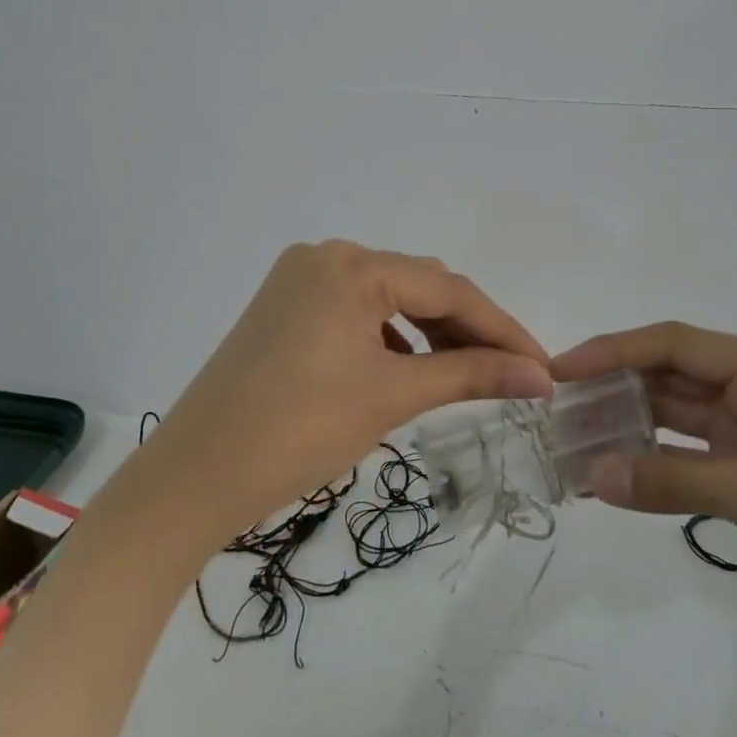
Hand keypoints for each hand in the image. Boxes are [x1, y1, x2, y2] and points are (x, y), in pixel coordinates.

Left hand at [148, 241, 553, 538]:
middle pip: (418, 287)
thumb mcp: (391, 396)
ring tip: (465, 374)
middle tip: (511, 374)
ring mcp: (299, 281)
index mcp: (351, 265)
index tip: (543, 368)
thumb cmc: (297, 431)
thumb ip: (470, 375)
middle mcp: (325, 257)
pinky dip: (391, 338)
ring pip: (388, 299)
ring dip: (430, 333)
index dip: (502, 328)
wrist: (193, 478)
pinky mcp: (285, 308)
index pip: (447, 289)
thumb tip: (538, 376)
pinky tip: (408, 368)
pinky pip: (356, 312)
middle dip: (467, 329)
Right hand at [553, 323, 736, 678]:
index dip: (613, 351)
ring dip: (633, 430)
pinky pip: (696, 461)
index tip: (559, 370)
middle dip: (617, 392)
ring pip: (681, 420)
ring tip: (576, 446)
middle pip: (674, 378)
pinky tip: (619, 478)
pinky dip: (658, 467)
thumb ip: (675, 481)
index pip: (676, 345)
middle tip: (557, 415)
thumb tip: (592, 474)